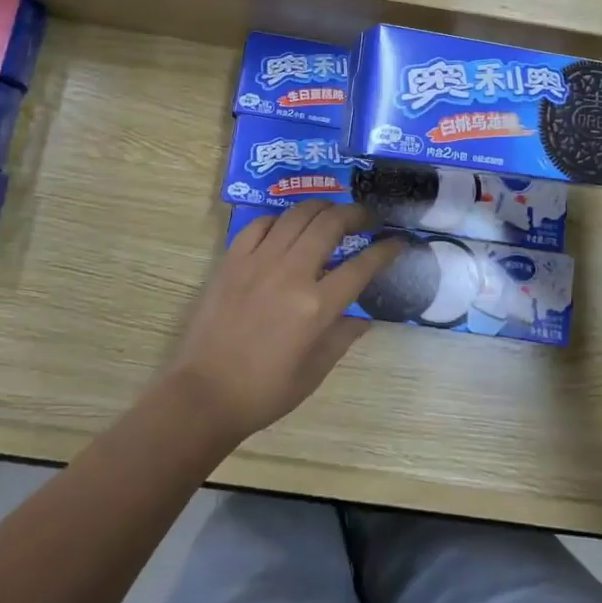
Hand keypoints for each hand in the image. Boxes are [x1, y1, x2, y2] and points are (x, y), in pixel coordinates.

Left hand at [159, 202, 404, 444]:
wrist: (204, 394)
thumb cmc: (264, 391)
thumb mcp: (314, 372)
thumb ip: (342, 337)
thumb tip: (364, 317)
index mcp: (316, 307)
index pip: (362, 266)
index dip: (386, 249)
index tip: (397, 241)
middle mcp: (290, 274)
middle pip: (330, 224)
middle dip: (356, 214)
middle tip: (367, 218)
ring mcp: (258, 262)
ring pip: (297, 215)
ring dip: (321, 208)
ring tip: (332, 214)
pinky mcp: (232, 261)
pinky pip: (261, 224)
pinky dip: (281, 219)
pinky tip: (288, 228)